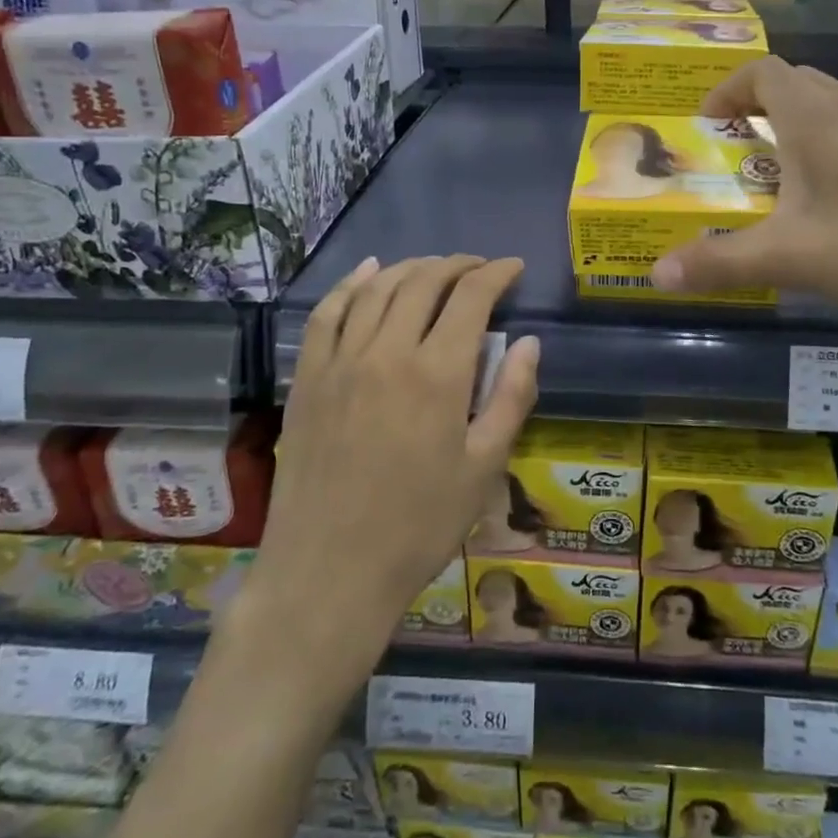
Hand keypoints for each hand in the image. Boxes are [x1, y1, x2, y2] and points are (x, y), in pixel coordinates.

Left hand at [245, 255, 538, 663]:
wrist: (330, 571)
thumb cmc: (419, 525)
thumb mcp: (483, 468)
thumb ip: (511, 398)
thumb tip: (529, 343)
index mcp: (437, 374)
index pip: (472, 298)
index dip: (496, 274)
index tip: (513, 268)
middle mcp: (388, 352)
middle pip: (424, 282)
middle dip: (457, 266)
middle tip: (478, 268)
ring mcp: (341, 361)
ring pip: (378, 289)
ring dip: (411, 268)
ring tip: (434, 268)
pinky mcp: (309, 377)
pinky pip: (328, 313)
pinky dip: (351, 284)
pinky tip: (368, 272)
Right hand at [651, 58, 837, 333]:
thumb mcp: (790, 259)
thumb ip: (719, 263)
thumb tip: (657, 274)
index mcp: (815, 119)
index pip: (764, 72)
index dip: (729, 88)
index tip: (710, 122)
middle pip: (799, 81)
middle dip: (762, 103)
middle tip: (742, 145)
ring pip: (837, 101)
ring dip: (803, 119)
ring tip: (788, 166)